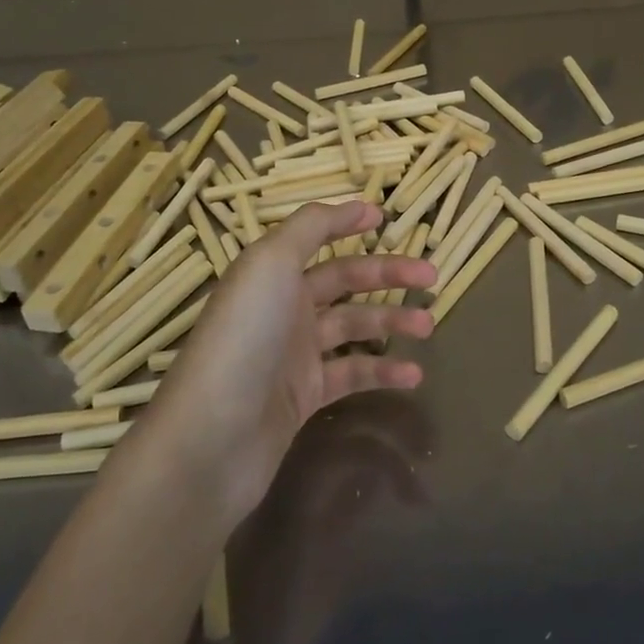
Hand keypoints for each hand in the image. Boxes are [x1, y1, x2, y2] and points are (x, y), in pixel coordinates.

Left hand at [144, 199, 434, 524]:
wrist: (212, 438)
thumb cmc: (244, 338)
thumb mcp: (271, 263)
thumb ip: (311, 227)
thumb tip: (354, 205)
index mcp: (271, 272)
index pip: (315, 237)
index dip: (347, 223)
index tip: (386, 218)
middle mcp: (282, 307)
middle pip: (343, 280)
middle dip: (388, 274)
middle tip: (431, 276)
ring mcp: (293, 354)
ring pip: (353, 327)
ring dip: (392, 322)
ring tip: (429, 324)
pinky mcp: (303, 397)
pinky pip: (351, 375)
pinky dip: (382, 372)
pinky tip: (414, 375)